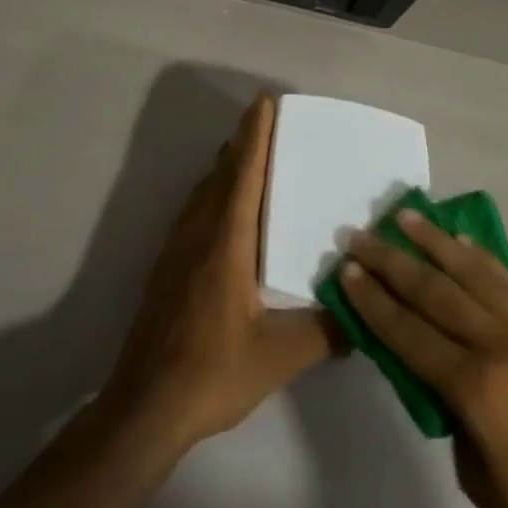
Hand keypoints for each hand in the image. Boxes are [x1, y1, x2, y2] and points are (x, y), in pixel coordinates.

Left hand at [101, 94, 340, 456]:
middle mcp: (199, 233)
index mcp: (227, 242)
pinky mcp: (167, 268)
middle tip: (265, 120)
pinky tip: (223, 211)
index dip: (255, 135)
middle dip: (243, 142)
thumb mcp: (280, 356)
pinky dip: (213, 192)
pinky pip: (195, 211)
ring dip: (226, 166)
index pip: (244, 174)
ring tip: (248, 155)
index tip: (264, 101)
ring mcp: (177, 249)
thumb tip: (363, 317)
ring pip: (204, 191)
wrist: (144, 406)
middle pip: (222, 174)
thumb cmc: (212, 371)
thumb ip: (326, 333)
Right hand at [341, 209, 507, 507]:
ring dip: (435, 242)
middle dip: (391, 261)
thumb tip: (431, 368)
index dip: (373, 301)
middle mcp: (503, 346)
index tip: (347, 270)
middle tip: (360, 236)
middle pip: (435, 292)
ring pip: (475, 273)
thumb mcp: (477, 479)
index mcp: (478, 390)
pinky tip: (462, 241)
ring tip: (405, 216)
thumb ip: (450, 412)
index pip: (410, 333)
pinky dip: (482, 259)